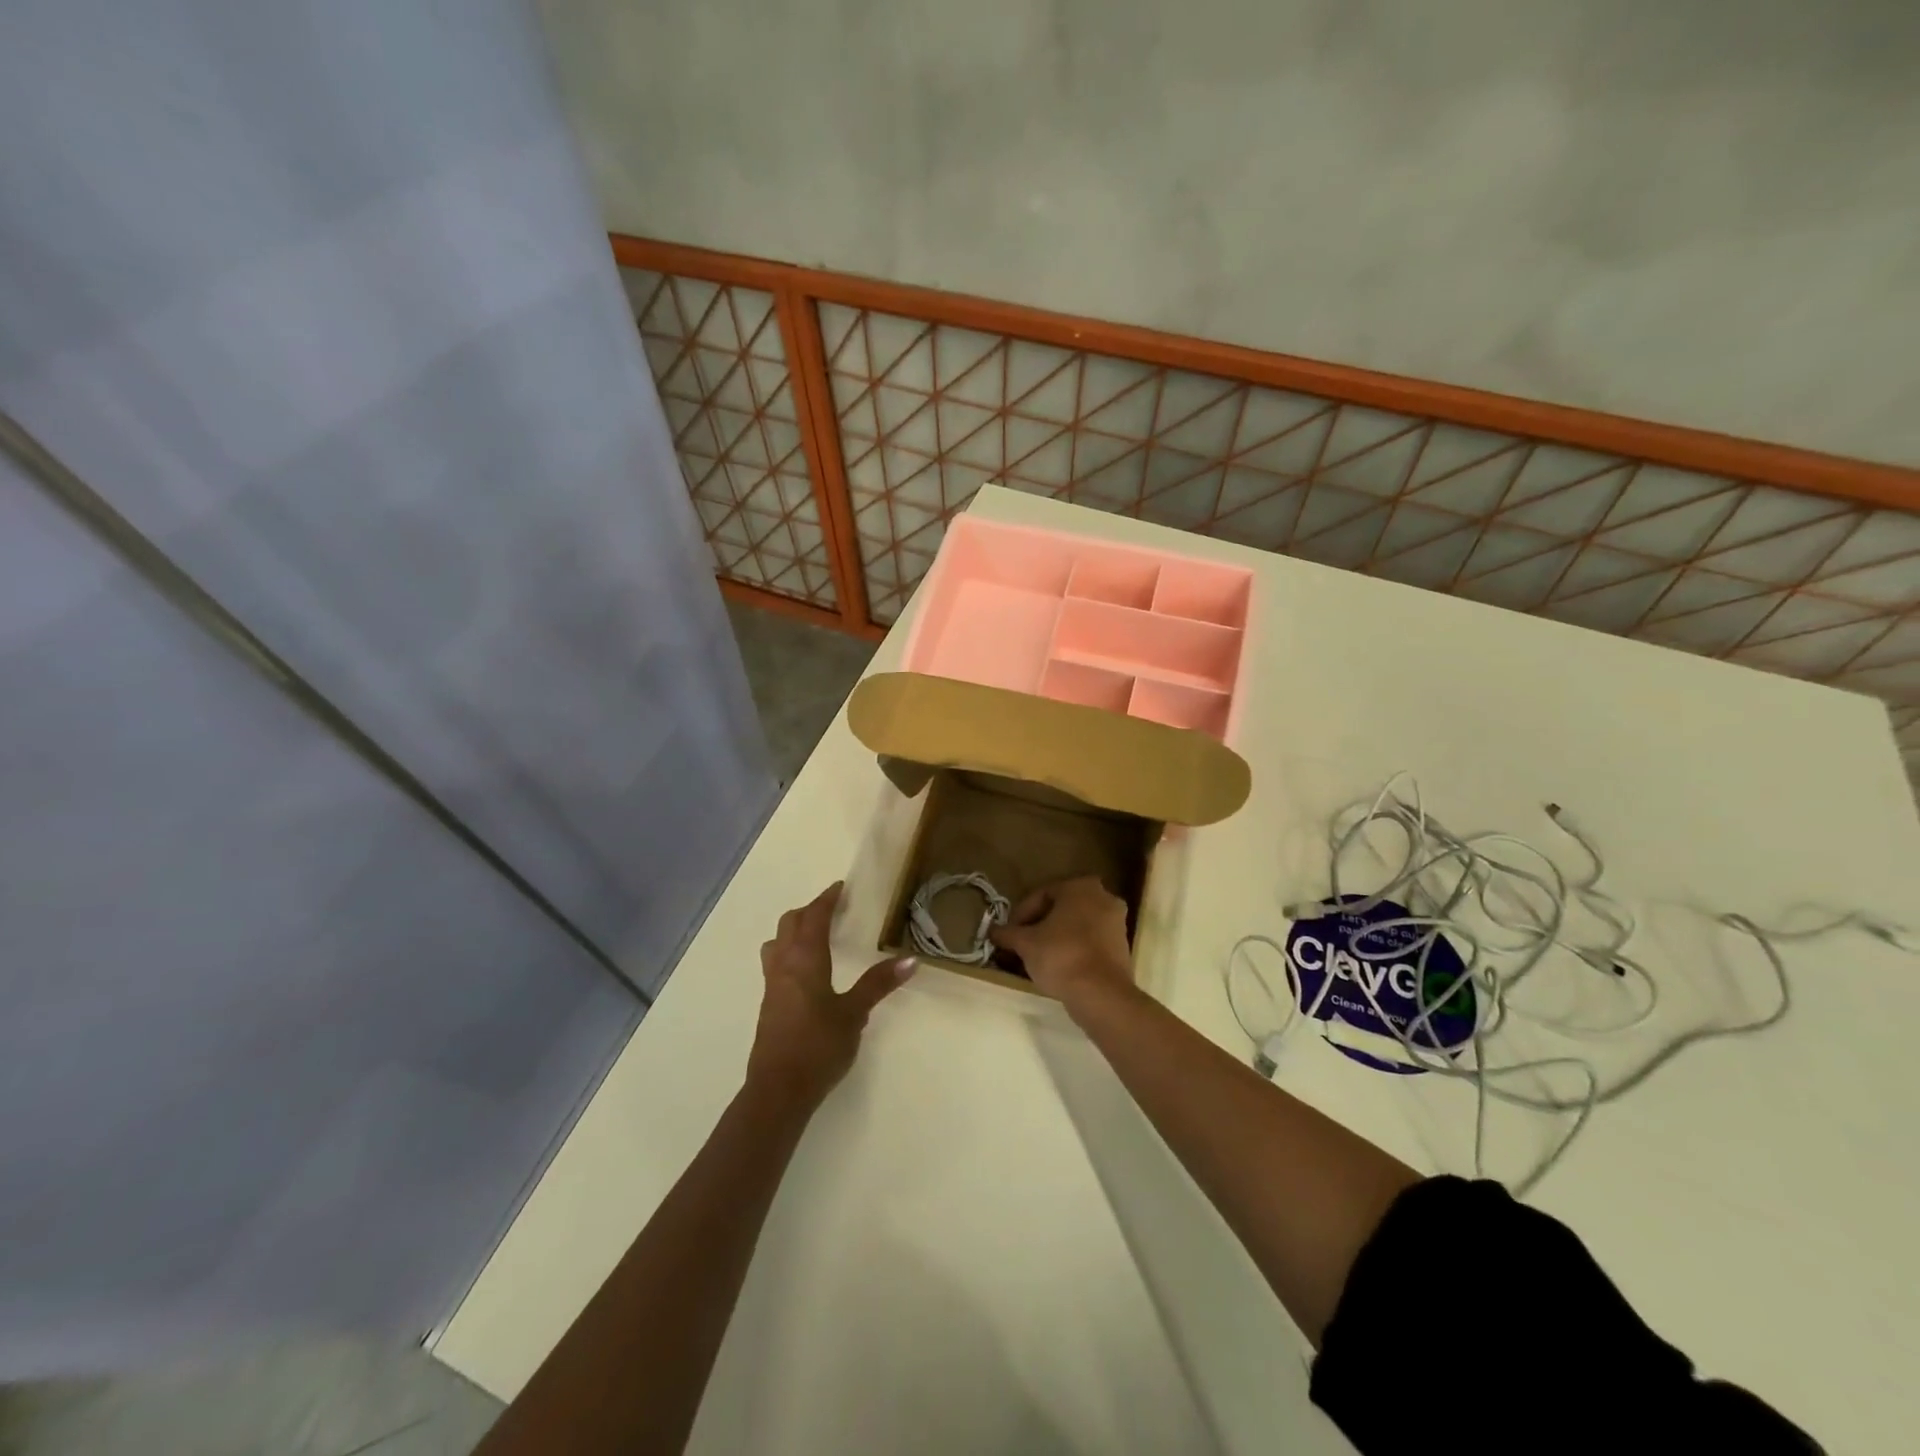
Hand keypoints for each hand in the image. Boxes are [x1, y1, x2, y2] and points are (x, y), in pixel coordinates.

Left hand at [747, 882, 913, 1109]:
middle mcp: (784, 965)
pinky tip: (806, 970)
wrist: (778, 1090)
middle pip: (790, 924)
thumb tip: (910, 960)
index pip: (814, 917)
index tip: (840, 888)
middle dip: (809, 911)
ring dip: (794, 930)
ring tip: (815, 934)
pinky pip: (776, 962)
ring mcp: (772, 985)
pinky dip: (790, 951)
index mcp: (805, 959)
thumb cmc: (818, 1046)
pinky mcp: (769, 1004)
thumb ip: (878, 984)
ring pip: (778, 942)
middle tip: (831, 908)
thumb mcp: (854, 1013)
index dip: (827, 900)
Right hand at [988, 876, 1133, 1010]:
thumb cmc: (1060, 955)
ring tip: (1037, 958)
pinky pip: (1090, 941)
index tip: (1008, 934)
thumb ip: (1007, 933)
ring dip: (1056, 937)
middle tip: (1021, 944)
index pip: (1041, 895)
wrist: (1101, 993)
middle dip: (1039, 926)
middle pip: (1061, 909)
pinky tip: (1058, 966)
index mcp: (1080, 886)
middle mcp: (1103, 897)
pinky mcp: (1122, 946)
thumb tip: (993, 931)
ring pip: (1076, 925)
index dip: (1021, 914)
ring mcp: (1116, 922)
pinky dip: (1074, 949)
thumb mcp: (1025, 943)